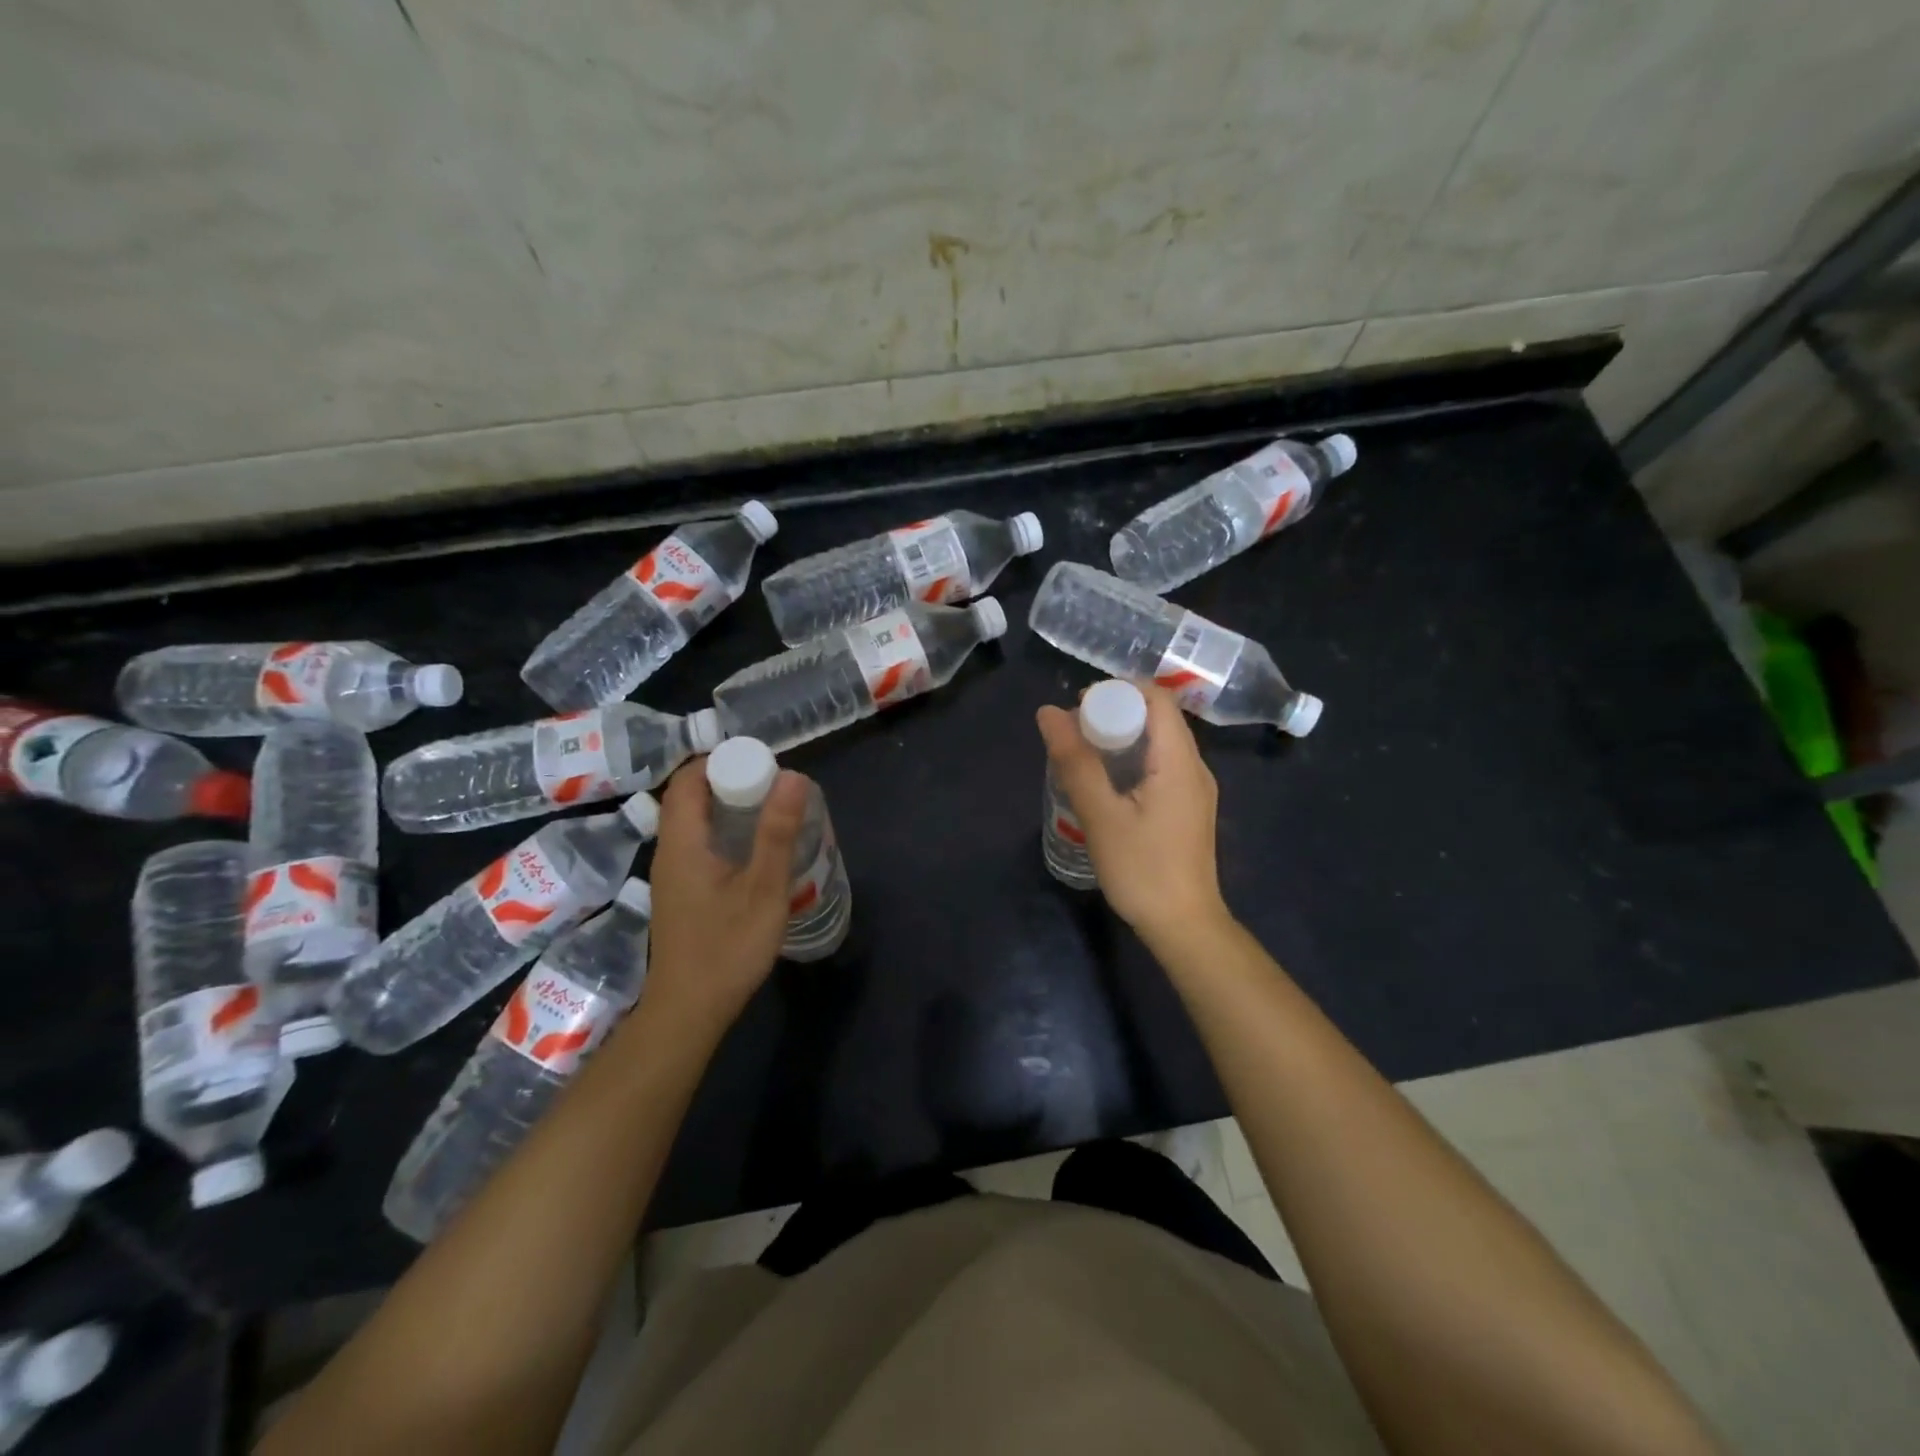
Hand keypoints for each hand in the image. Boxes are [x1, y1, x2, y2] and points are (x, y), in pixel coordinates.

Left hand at [640, 758, 808, 1031]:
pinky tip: (756, 852)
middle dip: (730, 781)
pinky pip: (699, 845)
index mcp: (681, 842)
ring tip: (771, 812)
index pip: (687, 780)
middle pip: (690, 798)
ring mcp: (672, 875)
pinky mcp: (681, 894)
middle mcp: (669, 852)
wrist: (689, 1011)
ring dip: (729, 809)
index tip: (760, 762)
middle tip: (774, 785)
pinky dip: (725, 834)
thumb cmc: (727, 947)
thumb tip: (792, 775)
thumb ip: (776, 832)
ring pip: (695, 823)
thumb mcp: (762, 888)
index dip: (719, 760)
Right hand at [1036, 685, 1226, 942]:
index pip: (1158, 698)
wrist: (1184, 926)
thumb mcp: (1101, 815)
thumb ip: (1075, 761)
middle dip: (1116, 712)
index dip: (1119, 690)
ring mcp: (1196, 789)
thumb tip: (1049, 713)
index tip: (1080, 706)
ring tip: (1084, 753)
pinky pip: (1163, 765)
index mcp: (1179, 761)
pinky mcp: (1189, 808)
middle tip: (1074, 731)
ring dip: (1123, 737)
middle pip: (1160, 718)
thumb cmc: (1142, 870)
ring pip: (1160, 743)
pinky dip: (1134, 759)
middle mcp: (1195, 767)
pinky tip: (1107, 783)